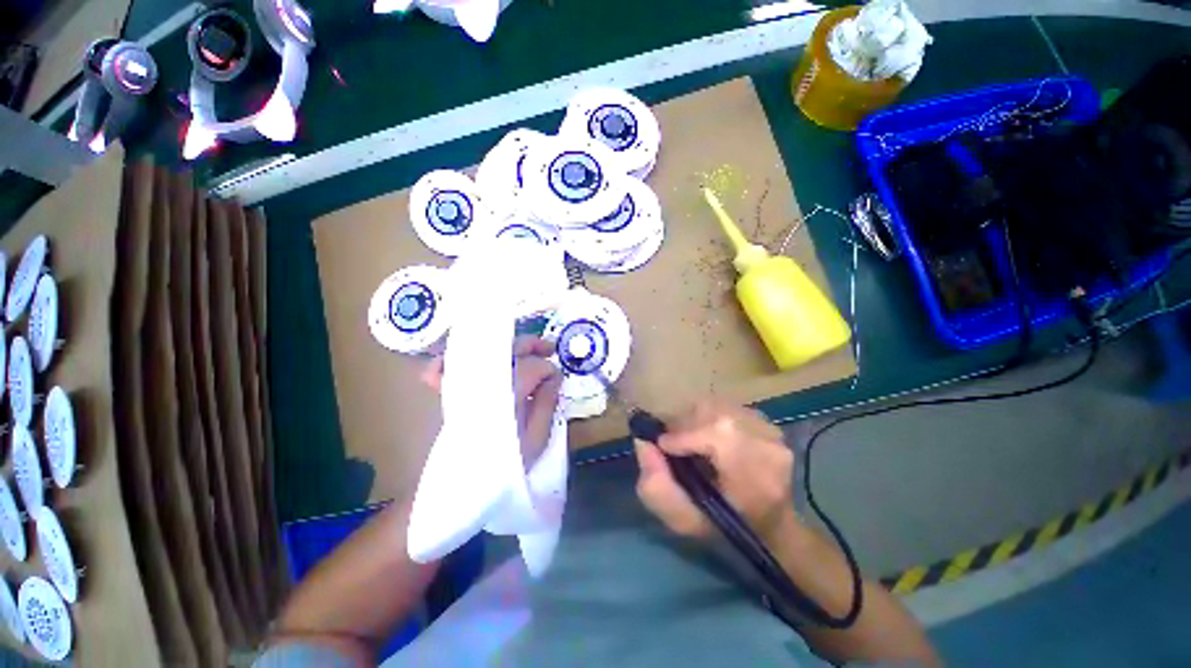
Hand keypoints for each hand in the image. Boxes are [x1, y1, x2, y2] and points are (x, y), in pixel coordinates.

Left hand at [421, 336, 562, 467]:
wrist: (462, 486)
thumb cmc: (506, 464)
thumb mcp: (536, 438)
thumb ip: (546, 404)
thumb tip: (555, 377)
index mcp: (508, 394)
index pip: (532, 367)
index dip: (548, 369)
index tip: (557, 380)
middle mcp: (483, 382)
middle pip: (508, 351)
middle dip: (532, 346)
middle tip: (549, 348)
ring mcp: (462, 384)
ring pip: (483, 351)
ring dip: (505, 346)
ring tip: (524, 348)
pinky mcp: (447, 392)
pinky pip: (443, 366)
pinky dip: (456, 357)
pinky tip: (475, 356)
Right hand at [635, 399, 796, 541]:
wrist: (770, 525)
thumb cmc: (726, 529)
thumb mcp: (684, 520)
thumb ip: (657, 487)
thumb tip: (643, 442)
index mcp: (759, 480)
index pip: (719, 435)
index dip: (684, 435)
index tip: (664, 446)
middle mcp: (771, 447)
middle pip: (715, 414)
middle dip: (686, 425)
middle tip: (674, 444)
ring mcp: (772, 431)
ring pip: (718, 406)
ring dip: (696, 419)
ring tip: (690, 440)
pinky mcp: (767, 421)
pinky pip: (726, 406)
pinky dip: (709, 416)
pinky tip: (708, 436)